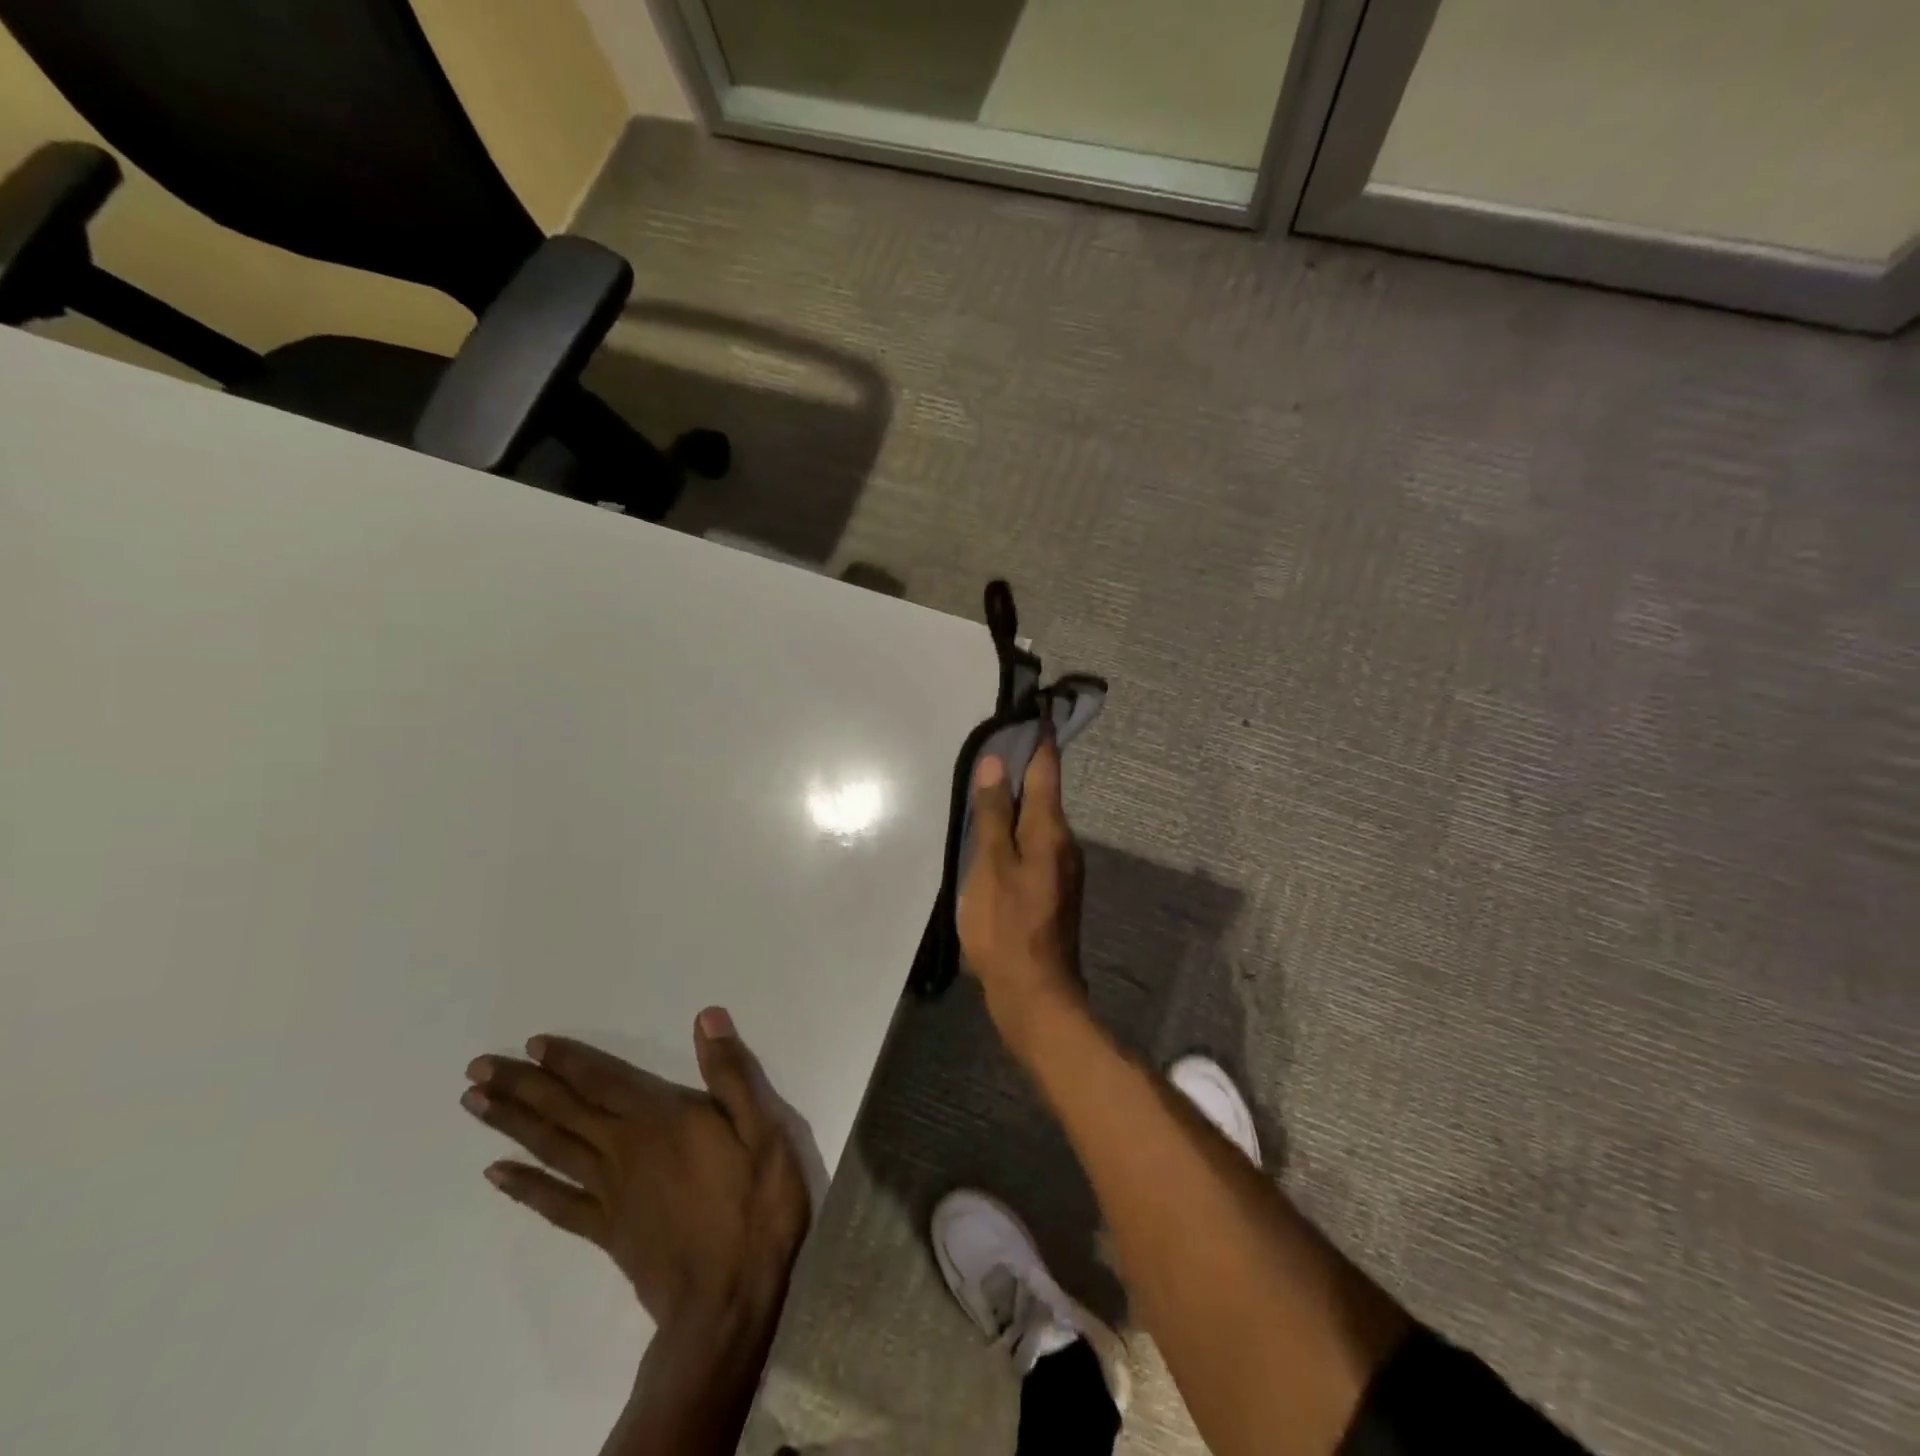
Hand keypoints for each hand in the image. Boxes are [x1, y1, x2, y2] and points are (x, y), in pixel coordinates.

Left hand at [461, 1008, 810, 1333]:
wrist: (728, 1297)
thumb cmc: (754, 1205)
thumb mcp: (762, 1129)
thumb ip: (730, 1073)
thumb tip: (705, 1017)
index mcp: (661, 1119)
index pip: (605, 1080)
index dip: (568, 1061)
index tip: (531, 1044)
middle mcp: (624, 1149)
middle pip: (565, 1110)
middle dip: (522, 1085)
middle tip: (476, 1068)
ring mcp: (610, 1193)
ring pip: (552, 1149)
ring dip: (512, 1124)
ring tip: (474, 1104)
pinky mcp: (605, 1232)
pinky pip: (556, 1204)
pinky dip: (524, 1187)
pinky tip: (496, 1174)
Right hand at [957, 730, 1087, 1040]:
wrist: (1034, 994)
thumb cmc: (1006, 926)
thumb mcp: (990, 866)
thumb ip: (992, 814)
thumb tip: (996, 763)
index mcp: (1050, 831)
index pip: (1047, 771)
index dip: (1038, 741)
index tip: (1030, 713)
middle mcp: (1064, 844)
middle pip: (1044, 795)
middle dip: (1023, 770)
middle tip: (994, 747)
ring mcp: (1061, 870)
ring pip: (1037, 822)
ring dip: (1016, 802)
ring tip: (987, 788)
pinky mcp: (1051, 891)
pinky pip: (1033, 846)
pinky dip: (1016, 832)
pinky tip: (994, 838)